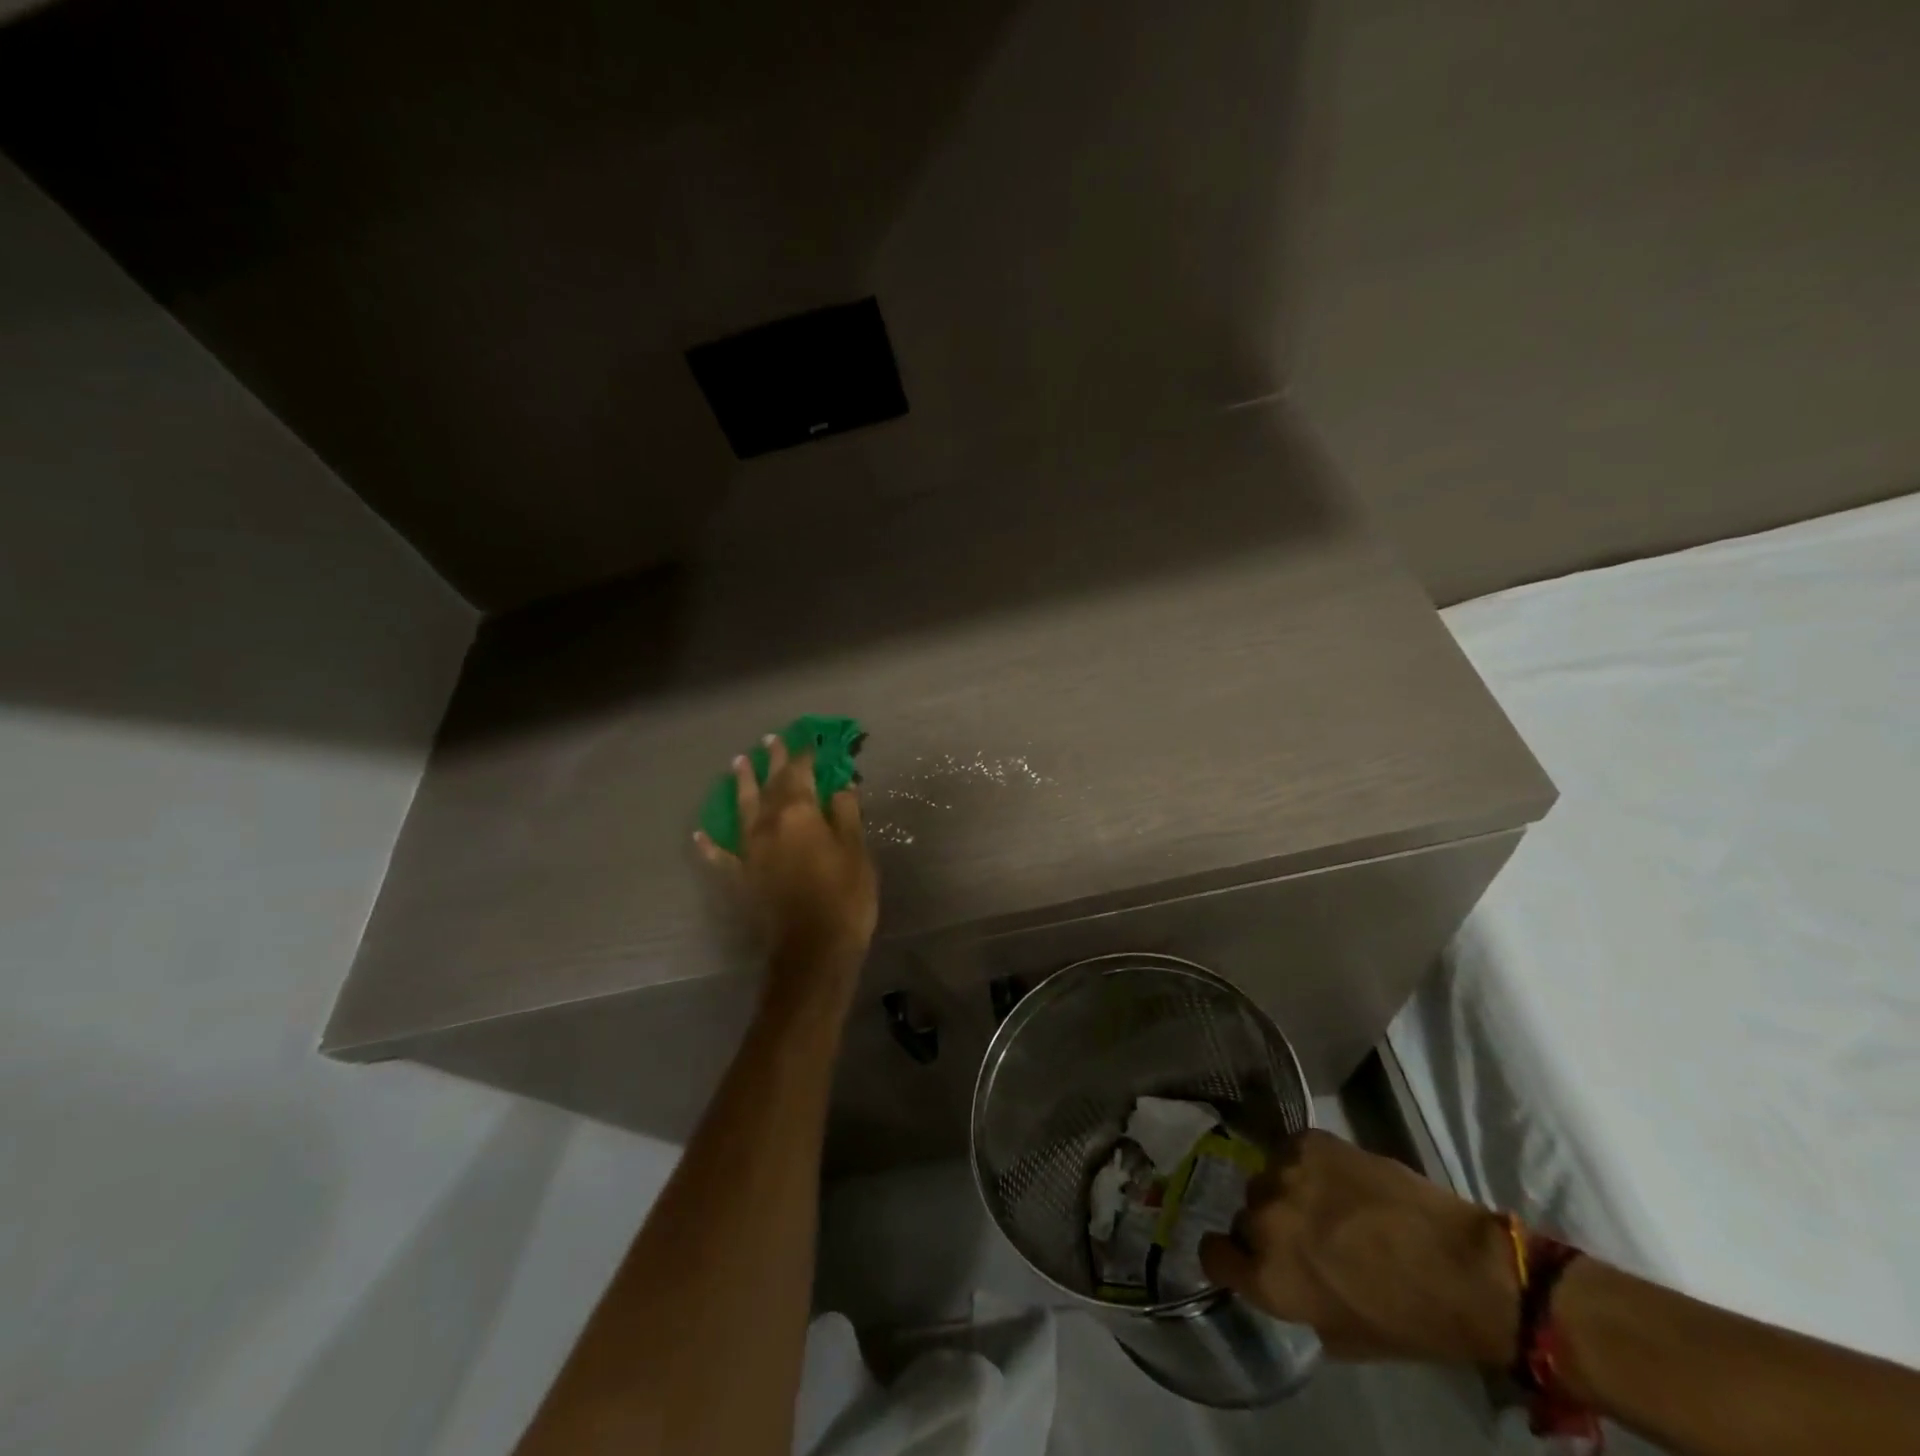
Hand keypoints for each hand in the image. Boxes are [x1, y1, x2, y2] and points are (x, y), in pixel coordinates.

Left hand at [695, 735, 877, 1002]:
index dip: (807, 754)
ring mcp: (749, 851)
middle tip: (772, 739)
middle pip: (770, 784)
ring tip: (738, 762)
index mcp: (798, 813)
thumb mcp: (855, 850)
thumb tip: (840, 784)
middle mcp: (767, 824)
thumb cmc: (844, 896)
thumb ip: (845, 813)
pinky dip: (710, 844)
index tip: (811, 739)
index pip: (801, 773)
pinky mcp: (741, 877)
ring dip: (741, 784)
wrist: (813, 949)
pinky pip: (720, 856)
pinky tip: (700, 834)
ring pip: (742, 809)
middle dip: (774, 761)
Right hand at [1199, 1130, 1517, 1365]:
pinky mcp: (1308, 1141)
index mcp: (1268, 1277)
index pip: (1212, 1254)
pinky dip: (1305, 1165)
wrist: (1464, 1268)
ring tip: (1325, 1203)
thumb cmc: (1408, 1320)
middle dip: (1266, 1226)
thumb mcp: (1340, 1335)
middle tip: (1304, 1235)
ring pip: (1266, 1180)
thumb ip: (1293, 1301)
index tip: (1247, 1258)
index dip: (1229, 1257)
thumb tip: (1279, 1276)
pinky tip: (1337, 1179)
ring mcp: (1284, 1173)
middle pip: (1244, 1215)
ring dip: (1286, 1193)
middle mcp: (1263, 1220)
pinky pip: (1289, 1152)